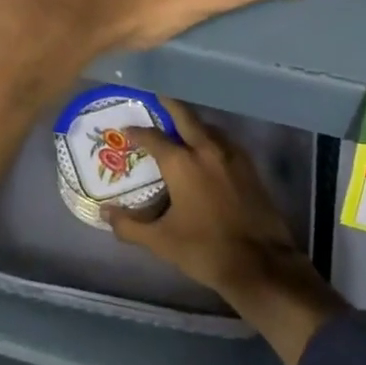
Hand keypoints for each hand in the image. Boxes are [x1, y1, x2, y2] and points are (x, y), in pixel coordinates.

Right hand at [107, 99, 348, 364]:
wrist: (260, 264)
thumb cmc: (205, 250)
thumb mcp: (161, 241)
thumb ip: (129, 226)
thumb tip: (105, 213)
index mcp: (182, 163)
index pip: (153, 137)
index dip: (137, 132)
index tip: (125, 129)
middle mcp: (206, 148)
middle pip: (184, 115)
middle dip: (167, 105)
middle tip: (154, 101)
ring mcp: (231, 154)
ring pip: (206, 125)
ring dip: (191, 122)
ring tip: (178, 127)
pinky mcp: (248, 165)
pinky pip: (223, 140)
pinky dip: (210, 137)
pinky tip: (206, 150)